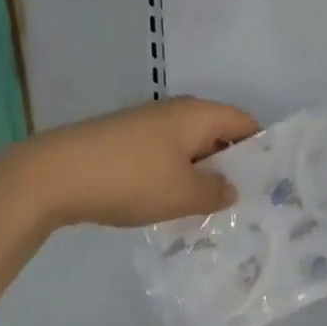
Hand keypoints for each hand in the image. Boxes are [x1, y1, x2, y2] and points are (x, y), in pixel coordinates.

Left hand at [18, 97, 259, 229]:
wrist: (55, 175)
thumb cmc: (129, 179)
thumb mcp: (181, 194)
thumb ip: (215, 193)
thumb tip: (230, 189)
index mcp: (195, 114)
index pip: (244, 122)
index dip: (261, 150)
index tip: (271, 185)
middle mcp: (173, 112)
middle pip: (217, 135)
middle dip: (231, 168)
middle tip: (246, 206)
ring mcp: (146, 126)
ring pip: (188, 149)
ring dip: (200, 177)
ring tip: (212, 213)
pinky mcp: (124, 143)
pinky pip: (163, 157)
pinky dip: (174, 178)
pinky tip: (172, 207)